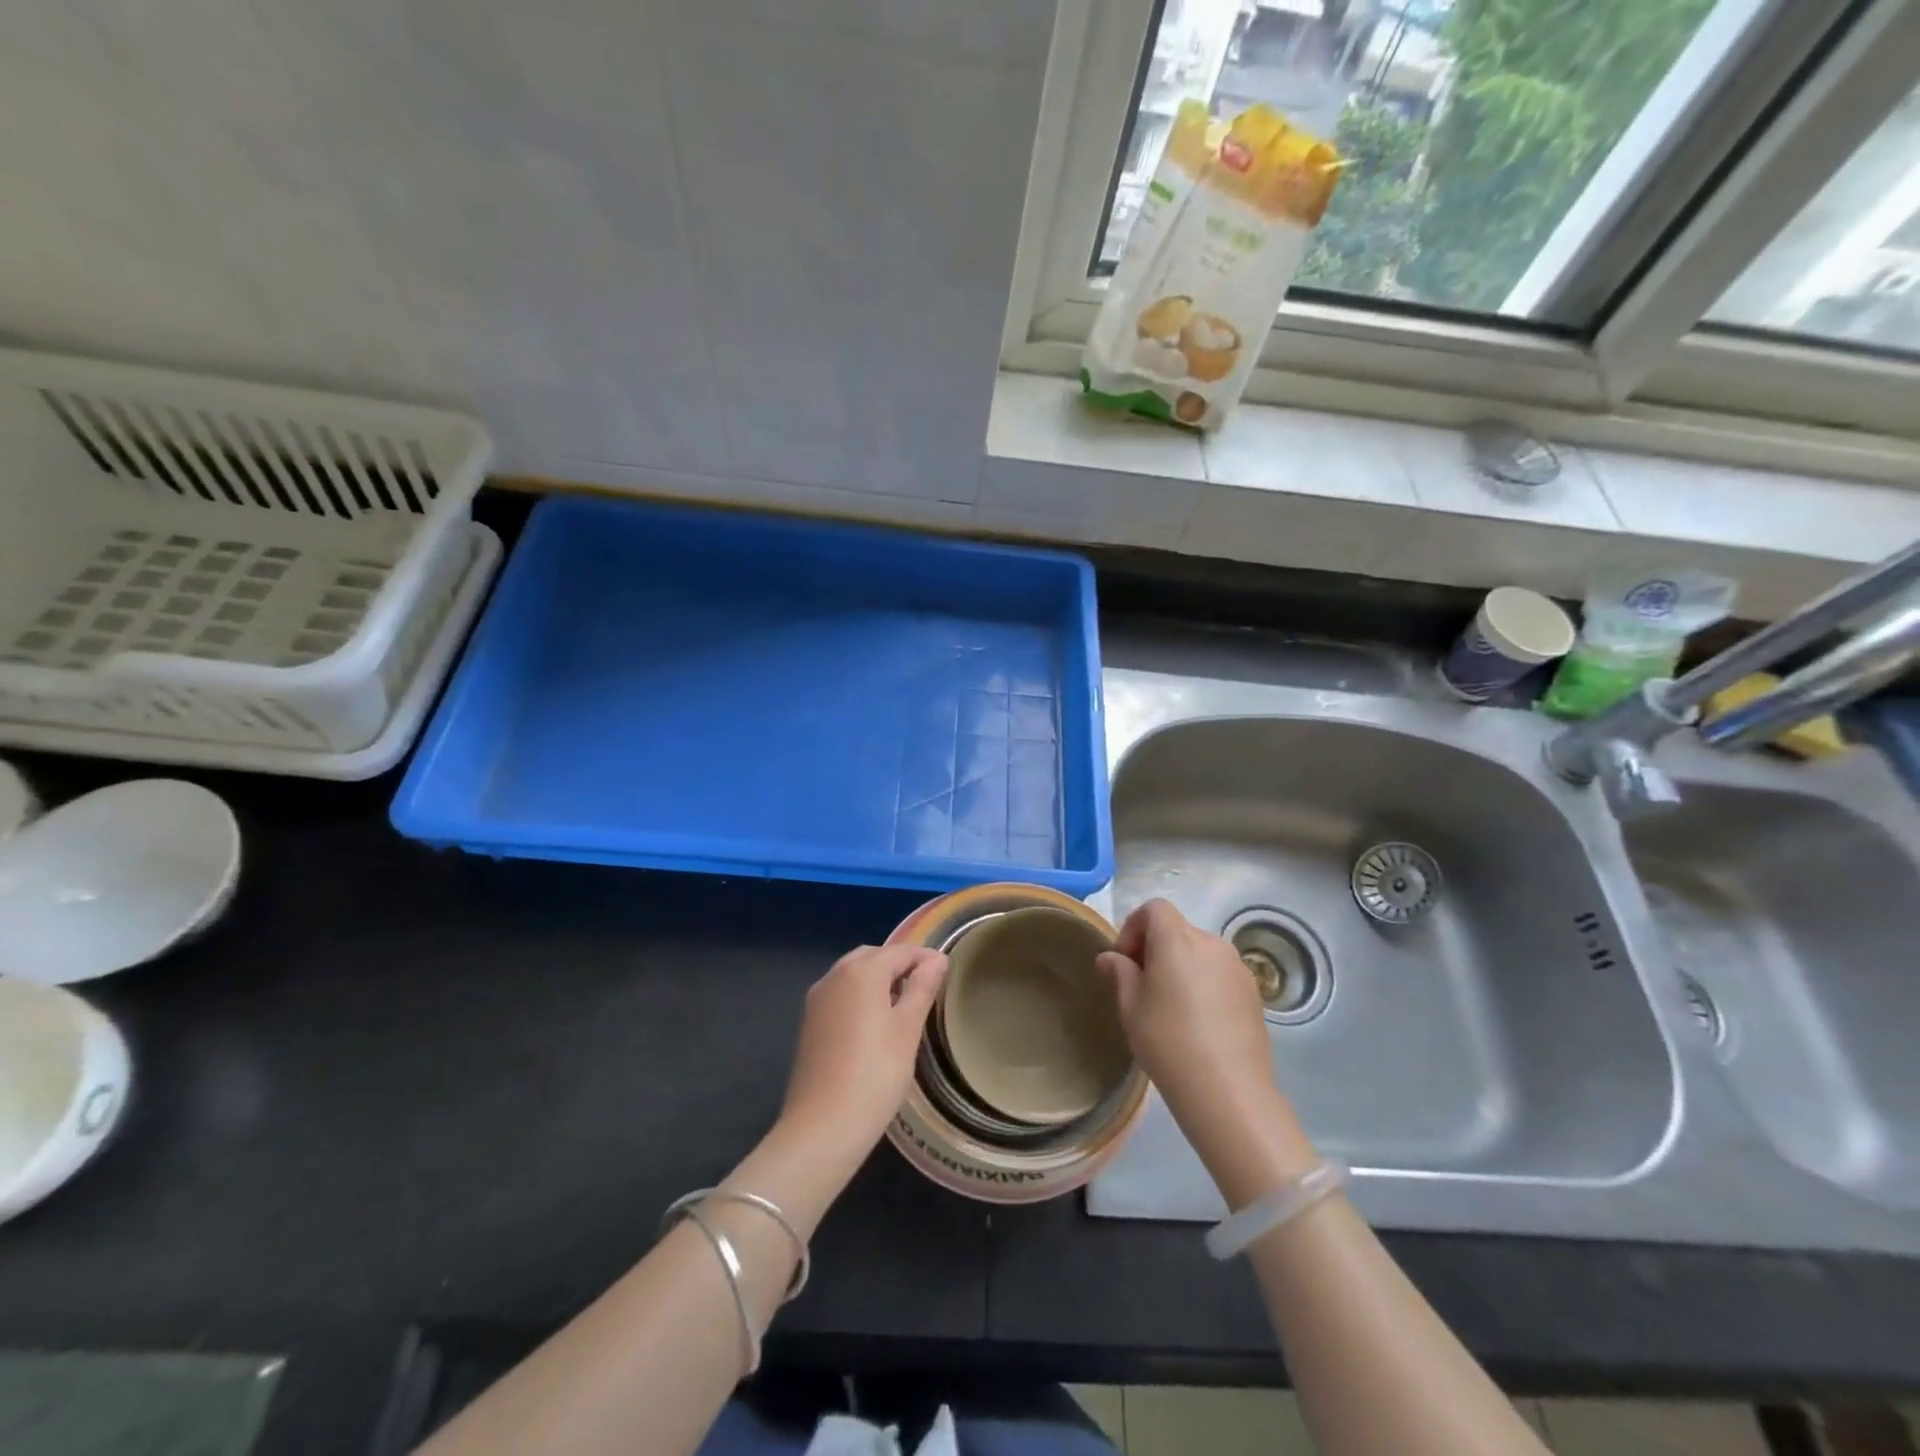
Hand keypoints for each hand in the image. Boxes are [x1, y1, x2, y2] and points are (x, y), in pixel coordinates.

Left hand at [780, 944, 947, 1164]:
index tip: (946, 970)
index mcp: (860, 972)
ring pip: (852, 974)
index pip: (899, 951)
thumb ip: (922, 988)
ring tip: (904, 1003)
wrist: (822, 1127)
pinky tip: (875, 1022)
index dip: (924, 957)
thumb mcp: (907, 1029)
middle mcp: (834, 976)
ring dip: (878, 978)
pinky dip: (860, 995)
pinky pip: (840, 994)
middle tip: (925, 985)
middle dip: (898, 964)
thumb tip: (937, 959)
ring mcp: (817, 1000)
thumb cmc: (875, 1074)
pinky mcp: (809, 1023)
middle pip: (872, 957)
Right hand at [1098, 900, 1310, 1187]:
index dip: (1134, 927)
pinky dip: (1204, 984)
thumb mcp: (1130, 1007)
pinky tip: (1198, 1022)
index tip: (1125, 962)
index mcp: (1177, 939)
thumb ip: (1120, 973)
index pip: (1154, 908)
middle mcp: (1211, 943)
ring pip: (1200, 953)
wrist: (1229, 1091)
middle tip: (1142, 987)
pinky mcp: (1254, 993)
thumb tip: (1111, 957)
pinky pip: (1220, 974)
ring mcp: (1238, 968)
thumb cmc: (1168, 1042)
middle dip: (1155, 949)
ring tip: (1171, 1008)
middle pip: (1177, 930)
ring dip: (1181, 967)